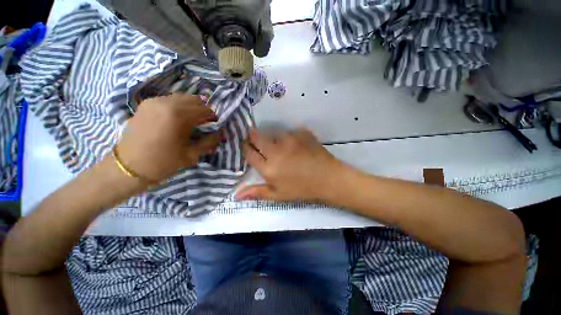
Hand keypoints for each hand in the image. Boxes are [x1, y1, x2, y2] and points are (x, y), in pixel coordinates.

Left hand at [116, 93, 218, 181]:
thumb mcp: (191, 155)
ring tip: (192, 120)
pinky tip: (178, 118)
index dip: (213, 117)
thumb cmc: (162, 162)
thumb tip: (220, 134)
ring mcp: (154, 101)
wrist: (128, 167)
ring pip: (182, 97)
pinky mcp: (146, 104)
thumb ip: (209, 142)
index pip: (205, 109)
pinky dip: (179, 106)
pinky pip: (169, 99)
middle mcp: (166, 102)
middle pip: (195, 100)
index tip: (215, 126)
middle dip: (203, 110)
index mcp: (178, 115)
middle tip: (205, 123)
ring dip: (192, 107)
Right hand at [237, 129, 342, 201]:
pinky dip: (290, 138)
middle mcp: (276, 151)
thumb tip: (235, 195)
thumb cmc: (302, 189)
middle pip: (257, 137)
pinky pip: (290, 132)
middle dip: (254, 137)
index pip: (249, 152)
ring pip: (273, 133)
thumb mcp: (279, 195)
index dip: (245, 147)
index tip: (246, 146)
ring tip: (284, 148)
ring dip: (274, 139)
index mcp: (269, 168)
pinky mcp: (301, 133)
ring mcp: (290, 140)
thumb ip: (257, 192)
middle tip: (260, 142)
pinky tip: (298, 146)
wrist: (328, 178)